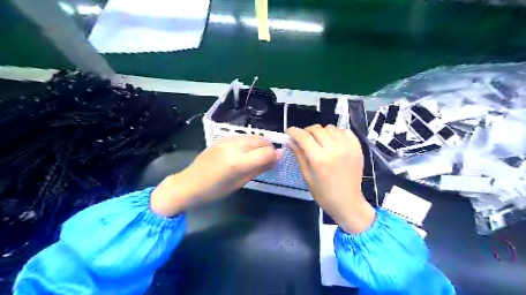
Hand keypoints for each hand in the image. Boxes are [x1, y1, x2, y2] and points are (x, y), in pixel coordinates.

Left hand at [148, 136, 278, 216]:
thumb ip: (259, 168)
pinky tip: (245, 152)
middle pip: (262, 141)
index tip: (275, 163)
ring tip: (256, 157)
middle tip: (267, 160)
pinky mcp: (222, 138)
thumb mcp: (240, 183)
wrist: (189, 184)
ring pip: (254, 136)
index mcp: (238, 162)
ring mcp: (227, 140)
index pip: (267, 152)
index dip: (274, 157)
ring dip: (260, 145)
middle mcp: (234, 146)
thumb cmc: (214, 191)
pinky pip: (243, 137)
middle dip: (268, 150)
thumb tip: (277, 158)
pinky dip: (250, 143)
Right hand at [287, 124, 373, 231]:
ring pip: (330, 128)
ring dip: (321, 132)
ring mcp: (348, 147)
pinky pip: (344, 131)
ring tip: (319, 141)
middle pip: (317, 129)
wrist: (348, 203)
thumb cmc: (324, 194)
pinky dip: (336, 133)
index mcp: (320, 159)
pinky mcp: (357, 148)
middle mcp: (334, 149)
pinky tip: (333, 142)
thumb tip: (290, 141)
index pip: (304, 137)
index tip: (289, 132)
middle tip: (303, 139)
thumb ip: (299, 155)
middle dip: (306, 132)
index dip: (294, 131)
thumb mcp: (307, 176)